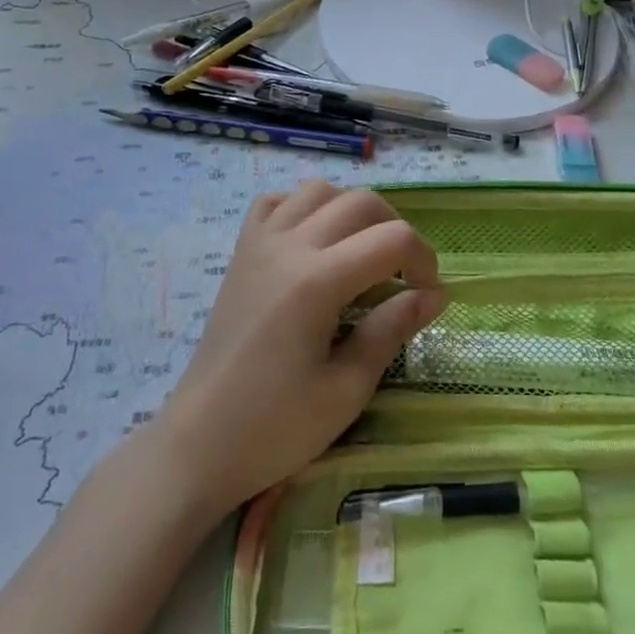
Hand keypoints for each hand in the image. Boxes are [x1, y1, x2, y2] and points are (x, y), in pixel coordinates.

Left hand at [154, 181, 445, 515]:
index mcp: (317, 281)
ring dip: (352, 211)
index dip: (424, 260)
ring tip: (361, 253)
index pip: (393, 239)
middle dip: (396, 230)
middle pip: (362, 202)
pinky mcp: (241, 252)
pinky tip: (313, 242)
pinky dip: (303, 208)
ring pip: (319, 191)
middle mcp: (288, 246)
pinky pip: (275, 202)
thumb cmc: (276, 427)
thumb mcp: (347, 389)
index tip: (428, 296)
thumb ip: (392, 330)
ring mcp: (259, 243)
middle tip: (402, 276)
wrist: (199, 442)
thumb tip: (434, 295)